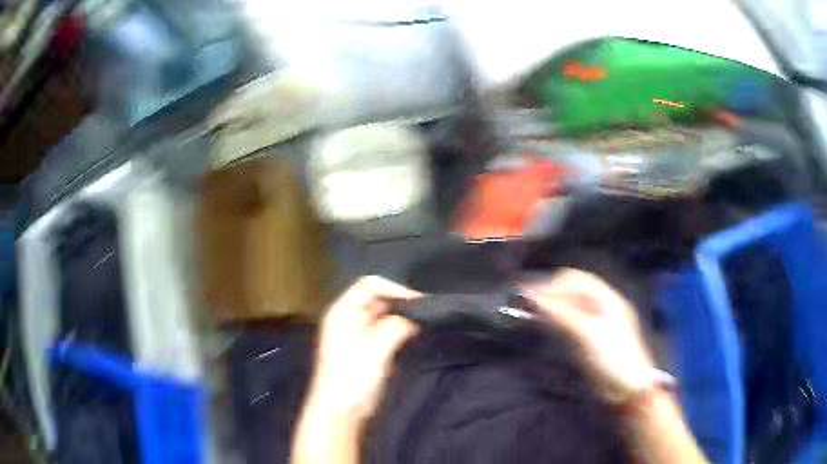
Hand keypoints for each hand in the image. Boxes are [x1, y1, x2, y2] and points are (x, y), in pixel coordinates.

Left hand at [306, 276, 420, 424]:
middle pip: (377, 298)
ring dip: (401, 317)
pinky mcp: (365, 348)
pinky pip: (384, 330)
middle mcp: (348, 317)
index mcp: (343, 312)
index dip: (394, 289)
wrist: (340, 412)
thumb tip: (413, 319)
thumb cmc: (351, 379)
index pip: (369, 285)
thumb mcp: (374, 350)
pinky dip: (398, 330)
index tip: (419, 302)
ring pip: (382, 314)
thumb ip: (394, 328)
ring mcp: (356, 333)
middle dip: (400, 303)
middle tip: (426, 313)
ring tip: (423, 323)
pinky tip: (413, 335)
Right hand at [524, 268, 655, 403]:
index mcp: (607, 299)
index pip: (576, 280)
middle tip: (526, 305)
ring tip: (528, 312)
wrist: (628, 386)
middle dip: (550, 294)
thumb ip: (561, 314)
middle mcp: (601, 306)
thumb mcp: (588, 333)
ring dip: (550, 307)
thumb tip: (534, 298)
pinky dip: (555, 320)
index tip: (532, 296)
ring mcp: (595, 322)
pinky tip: (544, 323)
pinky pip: (569, 321)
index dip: (554, 285)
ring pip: (568, 306)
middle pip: (571, 291)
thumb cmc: (612, 356)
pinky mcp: (588, 338)